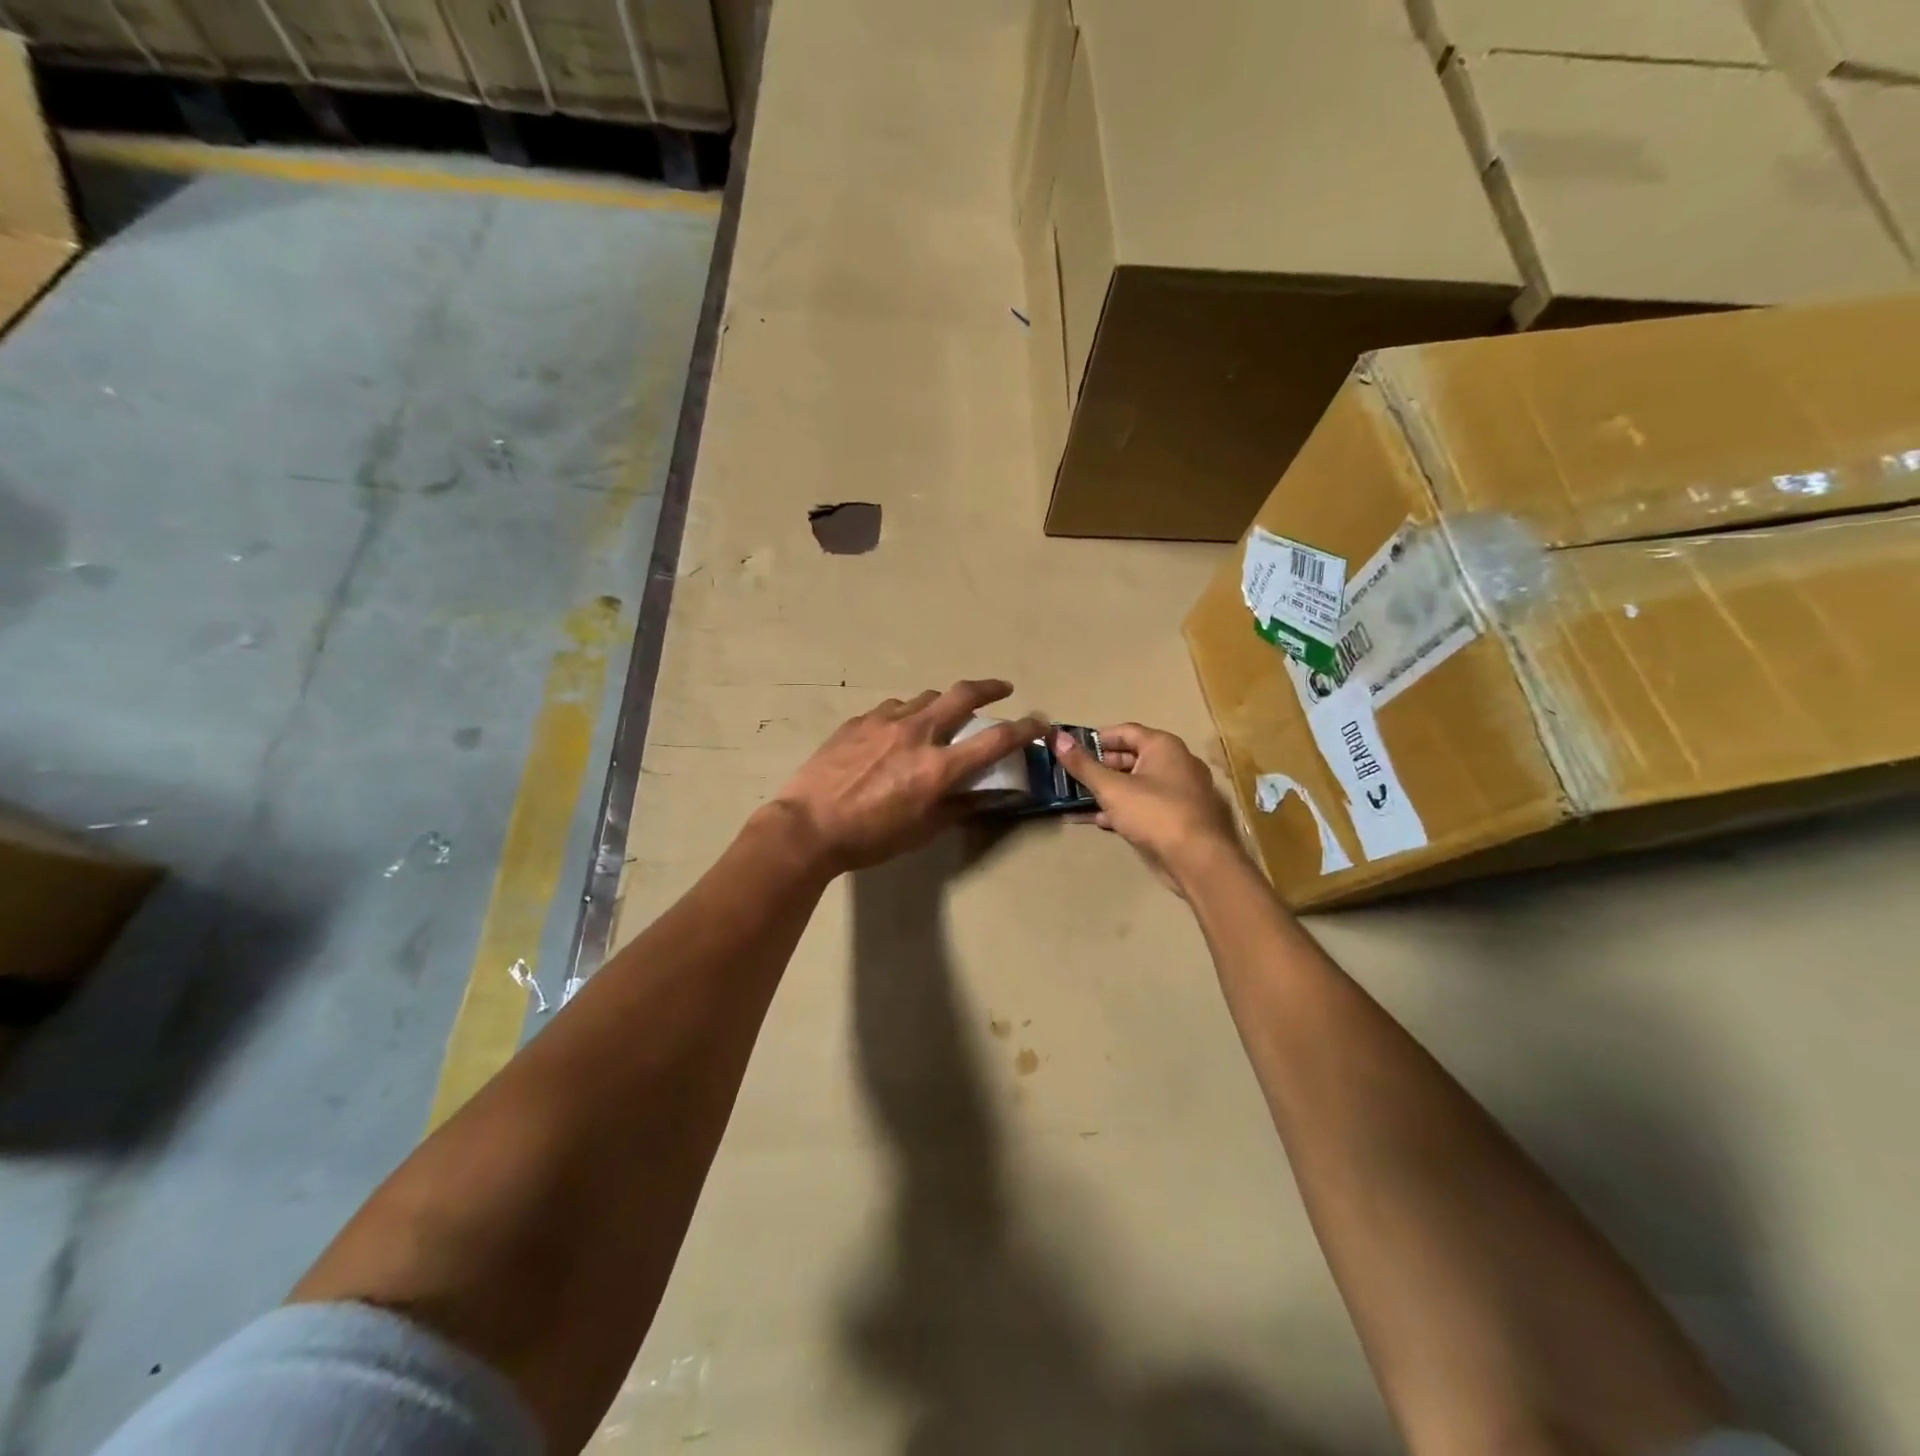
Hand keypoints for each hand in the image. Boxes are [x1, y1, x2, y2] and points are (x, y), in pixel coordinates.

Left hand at [771, 680, 1041, 873]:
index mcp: (938, 767)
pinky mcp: (858, 721)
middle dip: (990, 688)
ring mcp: (884, 722)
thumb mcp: (921, 831)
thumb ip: (955, 807)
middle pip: (963, 695)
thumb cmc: (869, 838)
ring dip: (944, 702)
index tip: (1039, 723)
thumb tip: (980, 794)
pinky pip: (893, 708)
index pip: (995, 740)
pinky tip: (898, 729)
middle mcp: (917, 733)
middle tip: (1002, 689)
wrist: (807, 826)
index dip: (1024, 729)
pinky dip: (907, 713)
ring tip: (944, 714)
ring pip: (925, 697)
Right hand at [1053, 724, 1243, 894]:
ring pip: (1137, 784)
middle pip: (1132, 757)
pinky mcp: (1179, 818)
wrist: (1198, 860)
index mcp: (1163, 746)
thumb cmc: (1155, 813)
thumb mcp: (1112, 788)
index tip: (1072, 748)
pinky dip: (1124, 809)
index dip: (1098, 738)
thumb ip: (1083, 765)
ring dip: (1109, 790)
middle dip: (1100, 766)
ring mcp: (1180, 792)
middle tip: (1072, 775)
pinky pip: (1146, 806)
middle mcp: (1176, 763)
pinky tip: (1101, 820)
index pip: (1125, 731)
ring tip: (1079, 798)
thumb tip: (1057, 737)